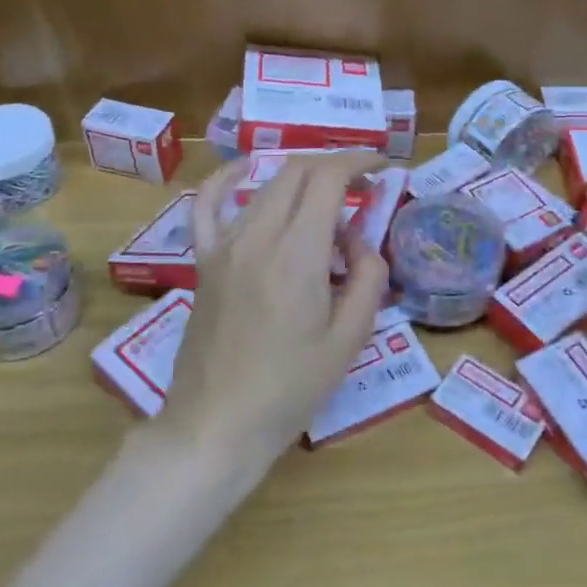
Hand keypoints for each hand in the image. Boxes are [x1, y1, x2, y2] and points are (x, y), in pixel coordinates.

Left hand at [152, 151, 390, 473]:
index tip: (382, 166)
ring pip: (266, 186)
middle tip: (362, 188)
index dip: (358, 161)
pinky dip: (227, 180)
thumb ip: (366, 278)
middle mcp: (257, 236)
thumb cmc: (290, 389)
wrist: (217, 425)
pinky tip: (244, 170)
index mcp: (297, 254)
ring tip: (327, 203)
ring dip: (302, 181)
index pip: (328, 178)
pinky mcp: (204, 260)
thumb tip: (358, 242)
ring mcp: (224, 245)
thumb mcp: (349, 339)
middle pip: (297, 172)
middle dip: (334, 167)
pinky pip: (207, 205)